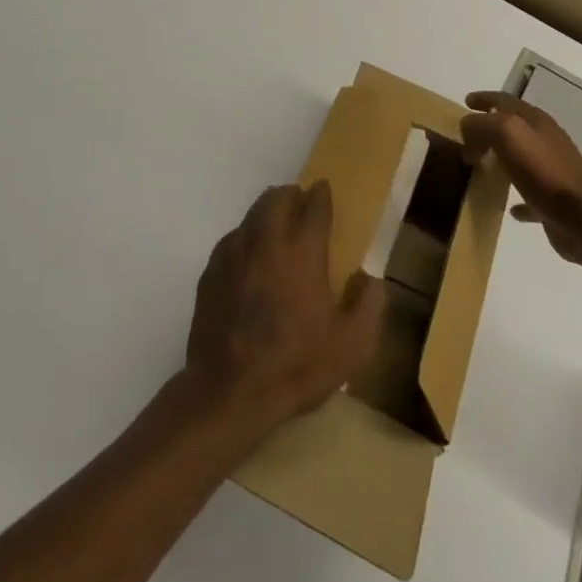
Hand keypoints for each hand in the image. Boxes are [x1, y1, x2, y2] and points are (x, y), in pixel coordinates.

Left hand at [184, 182, 385, 431]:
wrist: (228, 393)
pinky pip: (232, 239)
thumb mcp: (351, 347)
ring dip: (267, 212)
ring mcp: (234, 254)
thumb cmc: (295, 367)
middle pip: (277, 198)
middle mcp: (266, 242)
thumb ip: (369, 306)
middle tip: (300, 202)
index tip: (323, 189)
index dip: (321, 195)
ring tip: (276, 226)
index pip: (314, 207)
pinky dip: (246, 238)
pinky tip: (250, 259)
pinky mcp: (211, 272)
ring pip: (251, 215)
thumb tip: (370, 278)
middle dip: (291, 194)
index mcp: (302, 252)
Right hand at [461, 91, 581, 265]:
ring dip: (501, 160)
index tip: (466, 102)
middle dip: (488, 130)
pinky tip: (508, 207)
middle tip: (467, 141)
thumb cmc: (545, 171)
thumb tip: (468, 129)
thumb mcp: (507, 134)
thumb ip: (482, 125)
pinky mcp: (554, 201)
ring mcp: (552, 171)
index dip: (485, 98)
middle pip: (513, 128)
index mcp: (536, 121)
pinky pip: (530, 194)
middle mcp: (545, 141)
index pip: (505, 100)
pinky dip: (517, 197)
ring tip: (480, 167)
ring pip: (520, 159)